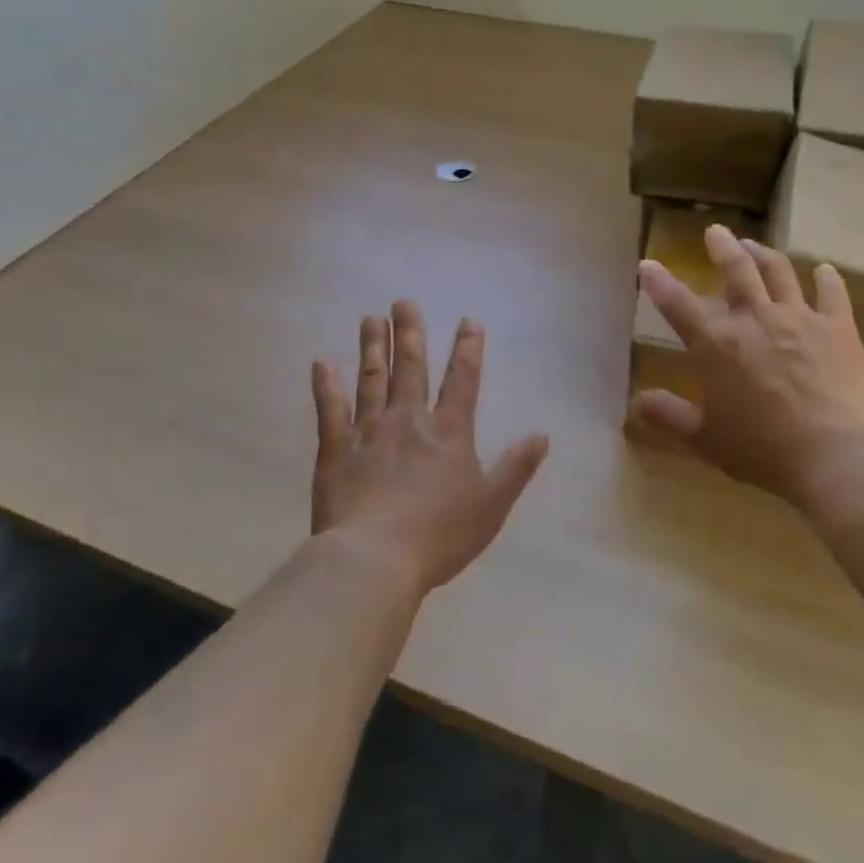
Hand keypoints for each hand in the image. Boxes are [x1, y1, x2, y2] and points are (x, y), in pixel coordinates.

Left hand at [311, 302, 548, 594]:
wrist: (374, 560)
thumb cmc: (439, 535)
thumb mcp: (491, 504)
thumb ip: (516, 467)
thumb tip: (542, 435)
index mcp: (448, 432)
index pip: (462, 380)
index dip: (467, 349)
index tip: (468, 321)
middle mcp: (409, 420)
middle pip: (411, 368)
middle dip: (410, 333)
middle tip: (403, 301)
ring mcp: (369, 431)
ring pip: (372, 379)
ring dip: (373, 348)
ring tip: (370, 318)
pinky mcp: (335, 450)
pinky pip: (330, 410)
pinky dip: (325, 386)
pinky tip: (321, 363)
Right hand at [634, 225, 863, 512]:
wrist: (835, 454)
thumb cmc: (763, 450)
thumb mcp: (706, 440)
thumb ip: (670, 417)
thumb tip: (636, 403)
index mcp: (716, 345)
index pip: (677, 304)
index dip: (658, 282)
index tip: (647, 264)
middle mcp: (754, 319)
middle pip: (735, 270)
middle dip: (722, 247)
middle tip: (716, 231)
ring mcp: (798, 317)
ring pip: (778, 271)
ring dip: (763, 253)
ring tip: (754, 244)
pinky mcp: (837, 327)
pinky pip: (832, 293)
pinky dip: (828, 279)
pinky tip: (825, 270)